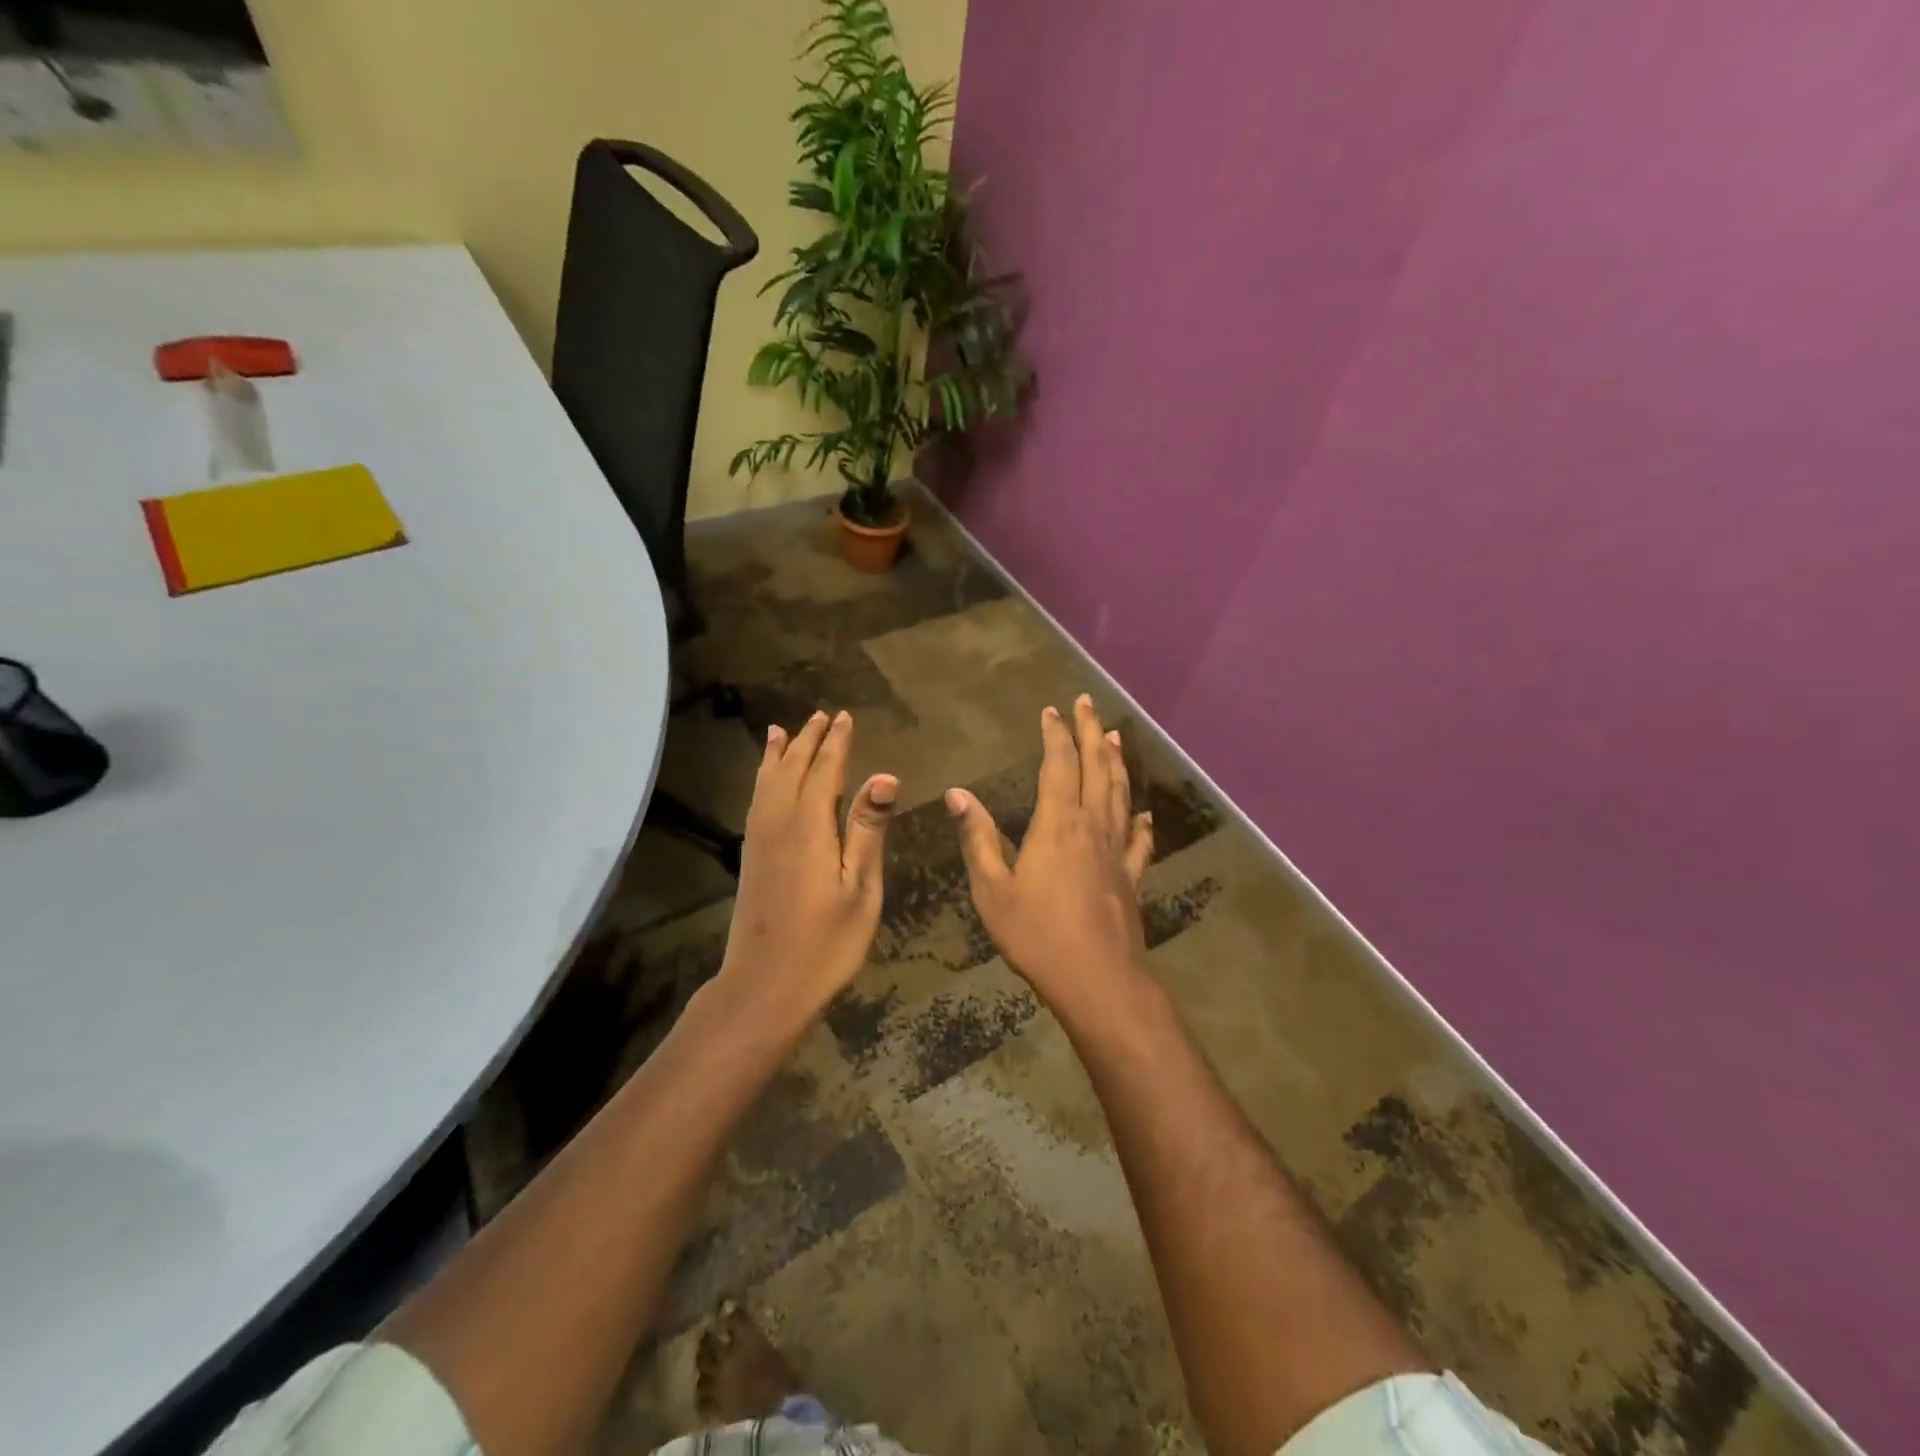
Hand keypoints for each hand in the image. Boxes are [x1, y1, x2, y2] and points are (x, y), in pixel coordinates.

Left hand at [720, 710, 896, 1022]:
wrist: (765, 986)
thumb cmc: (826, 942)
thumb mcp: (860, 888)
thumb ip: (868, 829)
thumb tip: (885, 776)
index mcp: (810, 826)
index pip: (825, 771)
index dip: (836, 743)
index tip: (845, 717)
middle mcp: (779, 823)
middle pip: (793, 769)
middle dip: (809, 741)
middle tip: (822, 715)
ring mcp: (760, 840)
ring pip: (768, 782)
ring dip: (779, 754)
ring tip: (783, 731)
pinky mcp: (751, 857)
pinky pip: (756, 801)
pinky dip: (763, 779)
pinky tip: (767, 781)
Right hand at [946, 695, 1153, 1009]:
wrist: (1098, 980)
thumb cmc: (1037, 935)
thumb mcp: (992, 889)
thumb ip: (977, 838)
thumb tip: (957, 794)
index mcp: (1057, 825)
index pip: (1059, 766)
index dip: (1056, 735)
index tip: (1052, 710)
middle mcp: (1092, 827)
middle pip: (1096, 769)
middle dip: (1091, 732)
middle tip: (1087, 703)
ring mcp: (1117, 852)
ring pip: (1121, 795)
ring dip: (1116, 762)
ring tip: (1114, 736)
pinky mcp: (1132, 877)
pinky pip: (1140, 841)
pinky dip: (1141, 822)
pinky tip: (1144, 814)